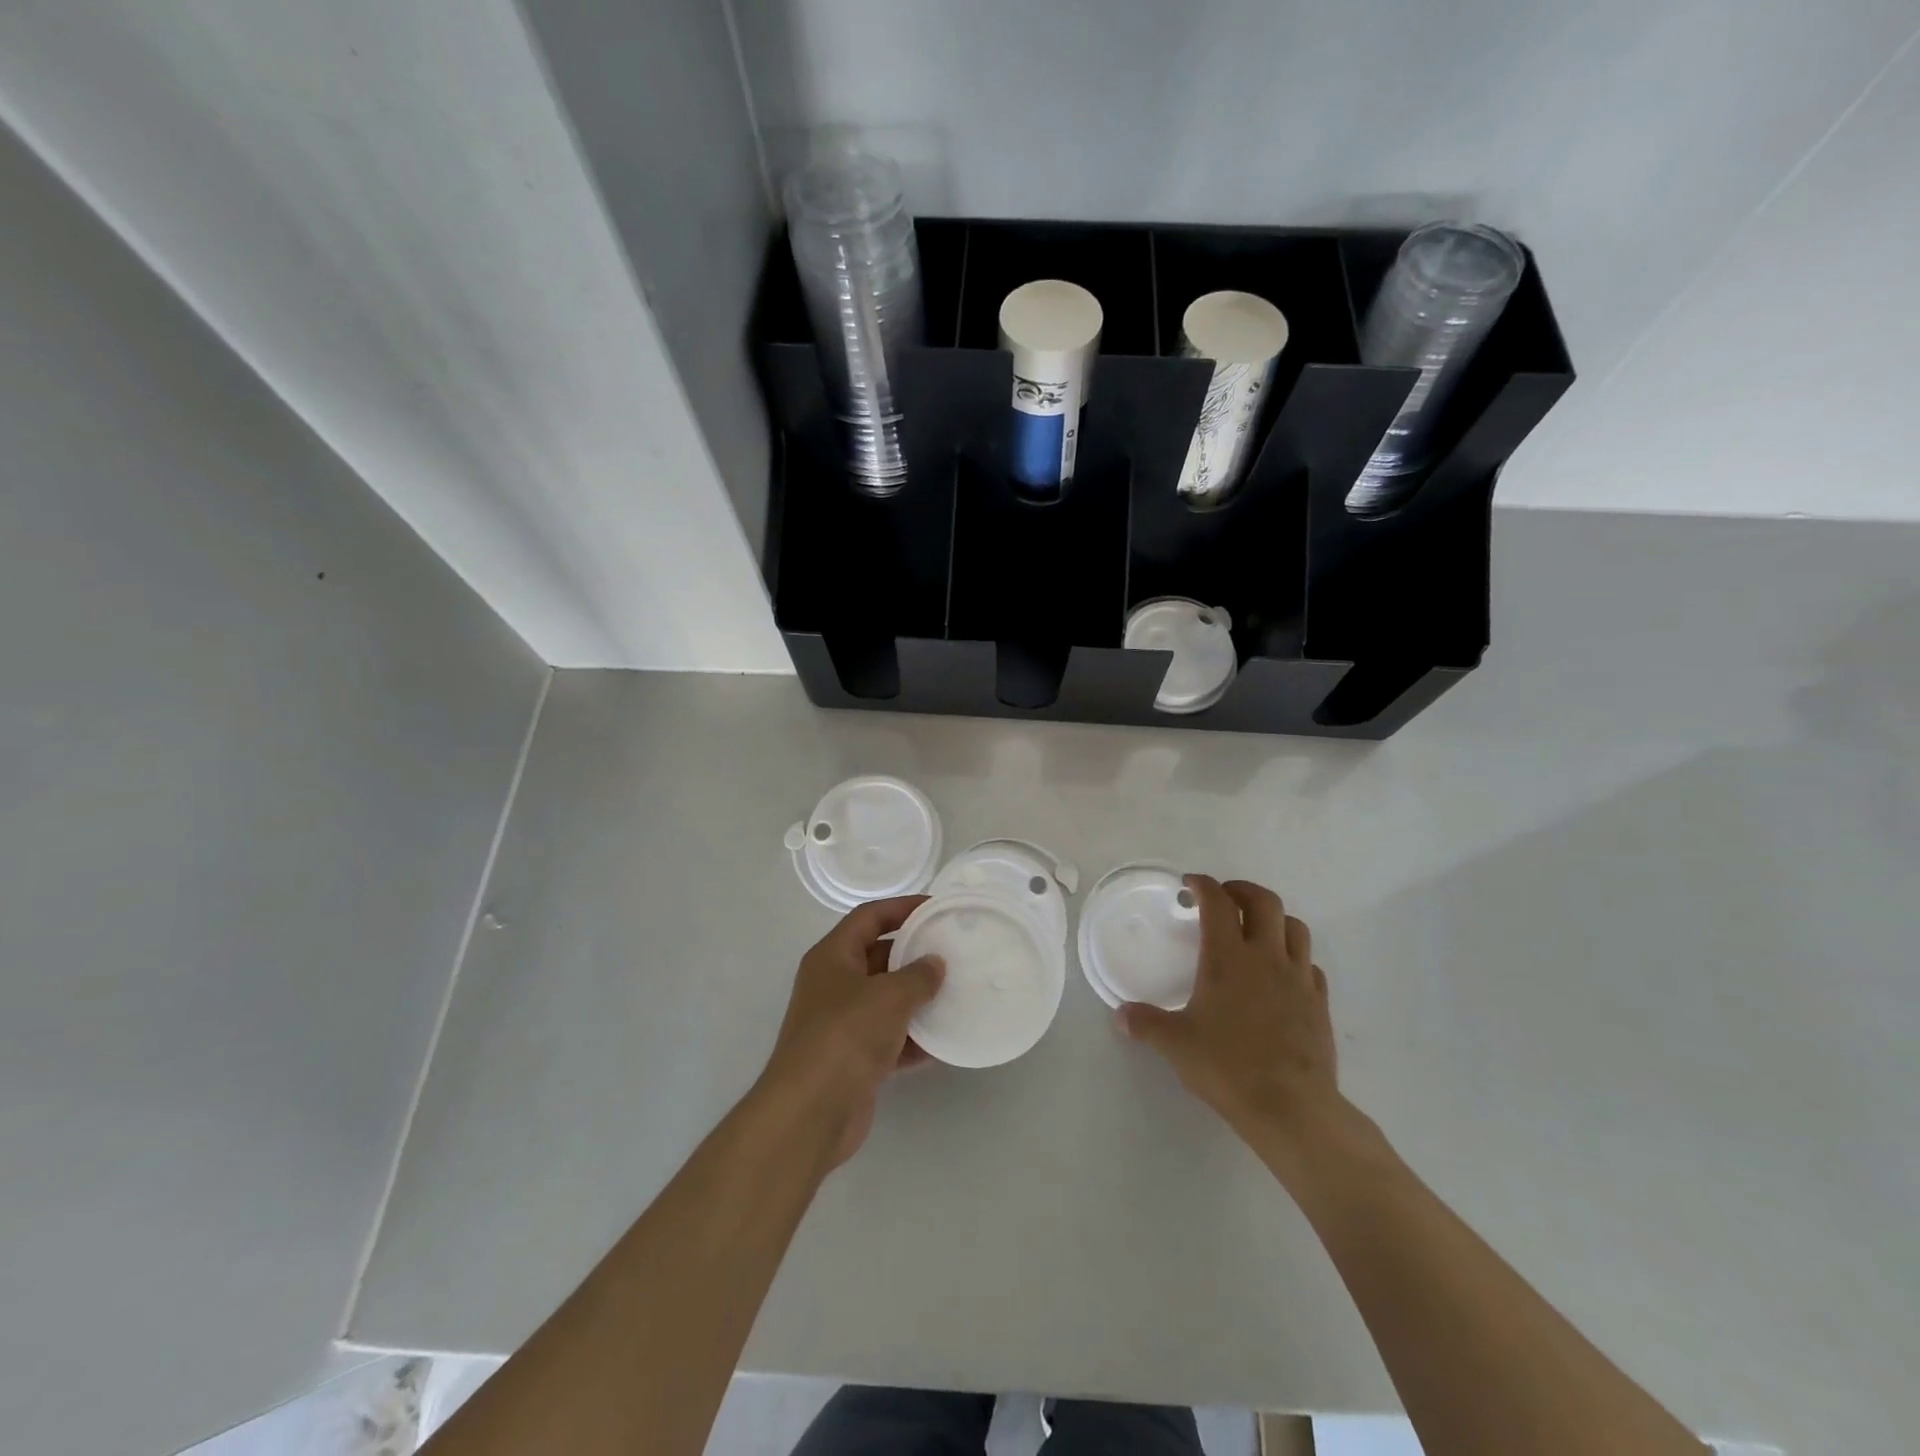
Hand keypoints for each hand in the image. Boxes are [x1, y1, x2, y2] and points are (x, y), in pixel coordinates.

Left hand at [756, 896, 944, 1171]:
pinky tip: (945, 1040)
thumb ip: (918, 975)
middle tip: (954, 951)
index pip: (868, 917)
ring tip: (957, 992)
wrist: (810, 1113)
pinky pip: (890, 1038)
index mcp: (832, 957)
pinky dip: (914, 1038)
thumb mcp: (889, 996)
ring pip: (886, 1000)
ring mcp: (842, 1024)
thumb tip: (935, 964)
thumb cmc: (846, 1036)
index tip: (936, 907)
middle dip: (914, 954)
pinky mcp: (853, 1059)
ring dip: (918, 998)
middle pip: (878, 957)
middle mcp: (833, 985)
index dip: (901, 907)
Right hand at [1118, 875, 1351, 1187]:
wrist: (1292, 1107)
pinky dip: (1295, 958)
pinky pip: (1310, 965)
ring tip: (1256, 929)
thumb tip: (1119, 1015)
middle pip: (1264, 901)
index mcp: (1228, 957)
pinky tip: (1282, 974)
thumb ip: (1145, 1024)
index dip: (1203, 885)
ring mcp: (1298, 978)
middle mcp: (1266, 957)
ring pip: (1295, 928)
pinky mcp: (1319, 1003)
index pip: (1218, 902)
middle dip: (1242, 890)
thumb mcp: (1175, 1044)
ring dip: (1274, 919)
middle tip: (1225, 897)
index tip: (1190, 883)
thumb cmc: (1228, 1067)